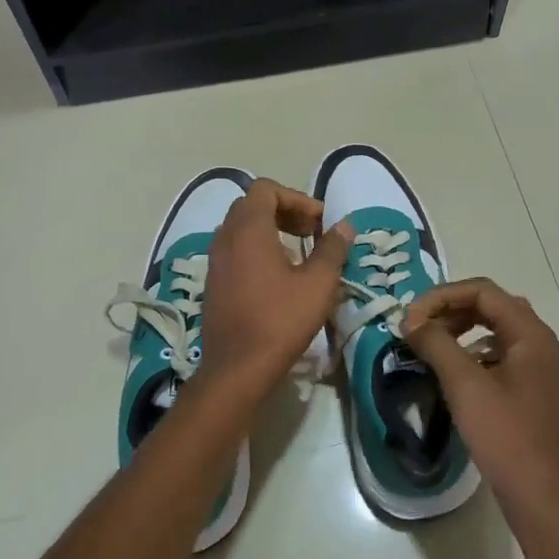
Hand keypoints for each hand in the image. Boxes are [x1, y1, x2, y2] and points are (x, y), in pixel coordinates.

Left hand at [198, 179, 352, 396]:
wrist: (237, 369)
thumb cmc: (280, 320)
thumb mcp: (318, 283)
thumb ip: (332, 249)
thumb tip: (345, 226)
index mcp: (248, 230)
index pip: (265, 190)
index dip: (296, 198)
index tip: (319, 221)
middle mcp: (225, 239)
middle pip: (252, 206)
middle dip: (284, 212)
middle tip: (312, 232)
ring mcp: (215, 262)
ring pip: (241, 230)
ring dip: (271, 231)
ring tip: (299, 254)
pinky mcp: (214, 284)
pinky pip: (234, 252)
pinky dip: (257, 251)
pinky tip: (279, 278)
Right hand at [402, 279, 558, 540]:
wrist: (542, 498)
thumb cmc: (506, 436)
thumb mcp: (465, 386)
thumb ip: (436, 344)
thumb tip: (410, 319)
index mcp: (532, 335)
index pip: (484, 291)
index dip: (442, 296)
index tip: (410, 317)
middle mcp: (540, 343)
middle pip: (492, 306)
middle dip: (451, 310)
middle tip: (417, 328)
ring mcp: (539, 368)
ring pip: (496, 331)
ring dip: (461, 330)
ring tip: (429, 346)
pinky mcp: (532, 390)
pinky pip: (500, 355)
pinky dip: (472, 353)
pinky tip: (452, 373)